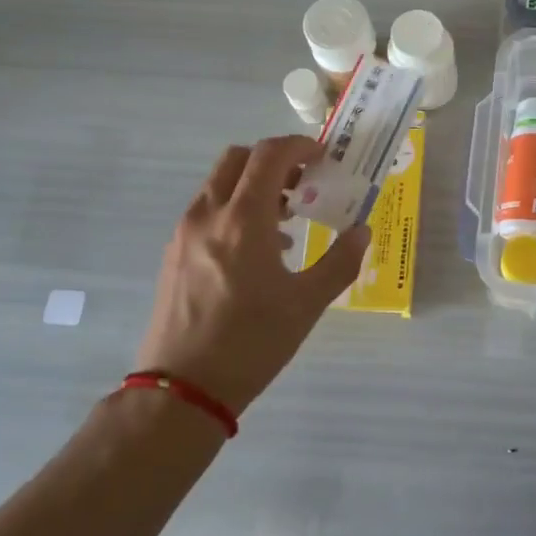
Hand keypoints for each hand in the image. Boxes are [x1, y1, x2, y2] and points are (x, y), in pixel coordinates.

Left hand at [135, 137, 369, 415]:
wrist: (181, 390)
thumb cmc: (251, 343)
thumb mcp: (306, 304)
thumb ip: (340, 262)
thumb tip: (362, 232)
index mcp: (243, 220)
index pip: (269, 155)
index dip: (299, 146)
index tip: (323, 157)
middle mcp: (209, 215)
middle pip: (238, 158)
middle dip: (273, 160)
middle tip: (303, 182)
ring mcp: (185, 233)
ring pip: (219, 184)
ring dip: (252, 185)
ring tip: (285, 219)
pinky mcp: (173, 253)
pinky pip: (207, 210)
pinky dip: (234, 208)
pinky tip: (256, 249)